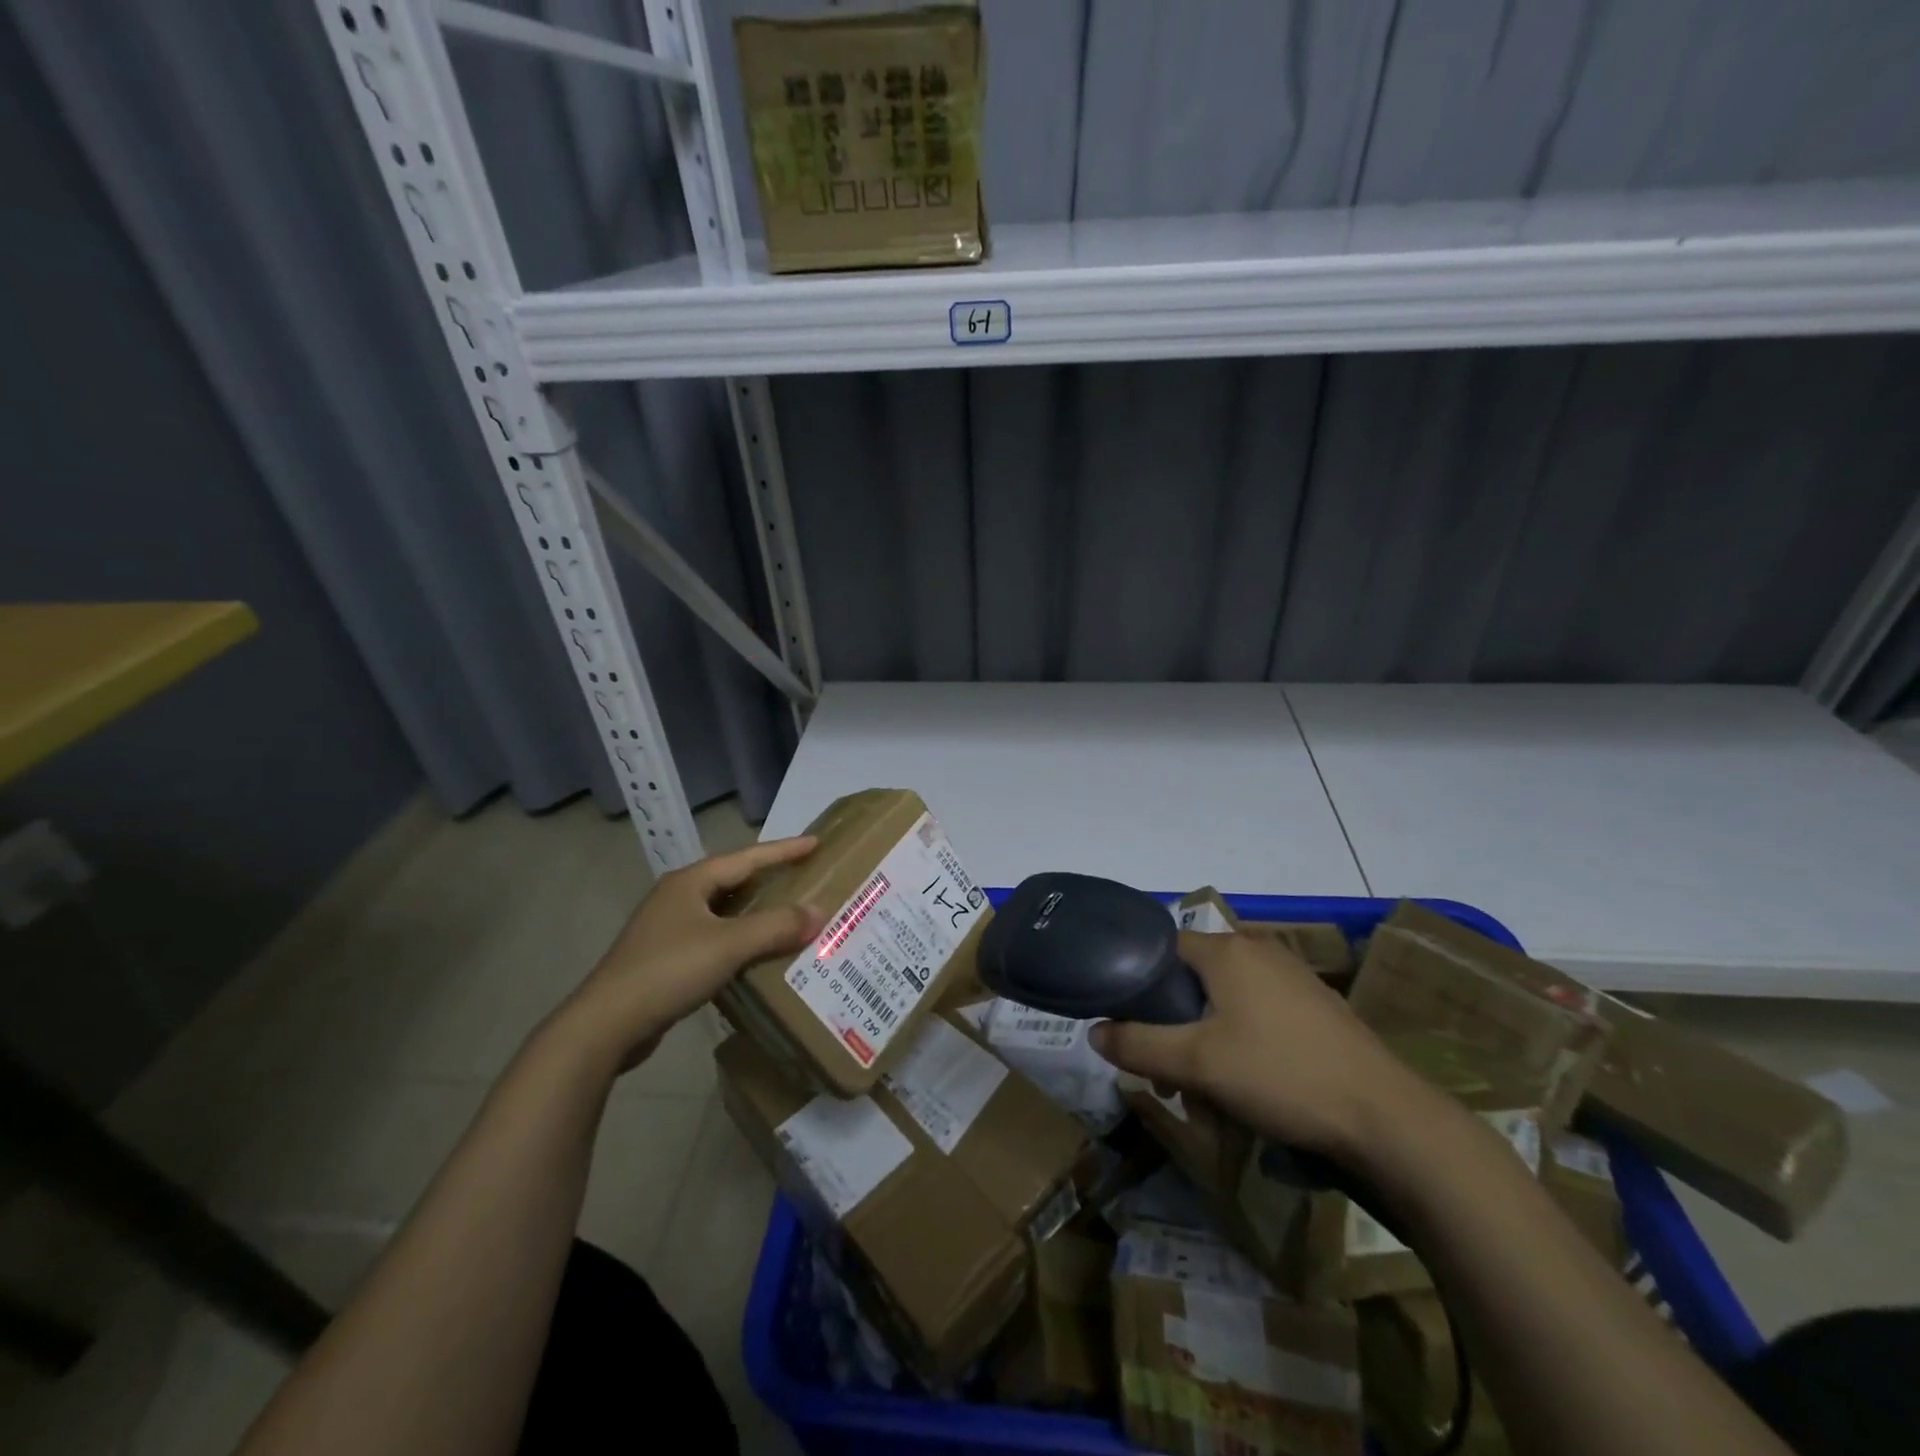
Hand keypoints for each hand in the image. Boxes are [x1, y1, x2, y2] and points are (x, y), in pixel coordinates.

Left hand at [560, 837, 824, 1069]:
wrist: (607, 1024)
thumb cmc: (669, 970)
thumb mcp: (729, 945)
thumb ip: (775, 926)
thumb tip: (819, 912)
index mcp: (690, 881)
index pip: (747, 857)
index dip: (784, 850)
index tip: (815, 842)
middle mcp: (678, 896)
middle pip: (733, 879)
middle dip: (769, 876)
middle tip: (804, 875)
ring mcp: (668, 927)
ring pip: (723, 909)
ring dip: (756, 910)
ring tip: (788, 911)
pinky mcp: (666, 957)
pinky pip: (715, 936)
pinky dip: (740, 937)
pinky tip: (757, 951)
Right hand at [1089, 930, 1418, 1157]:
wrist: (1386, 1118)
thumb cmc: (1280, 1076)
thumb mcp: (1196, 1063)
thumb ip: (1138, 1044)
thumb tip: (1095, 1031)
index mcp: (1226, 950)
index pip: (1161, 948)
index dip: (1138, 982)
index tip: (1129, 1025)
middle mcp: (1258, 950)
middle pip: (1194, 978)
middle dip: (1174, 1025)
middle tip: (1169, 1074)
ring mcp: (1293, 976)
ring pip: (1227, 1001)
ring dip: (1206, 1039)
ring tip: (1208, 1091)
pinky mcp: (1318, 1006)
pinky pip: (1261, 1013)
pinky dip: (1242, 1041)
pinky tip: (1251, 1086)